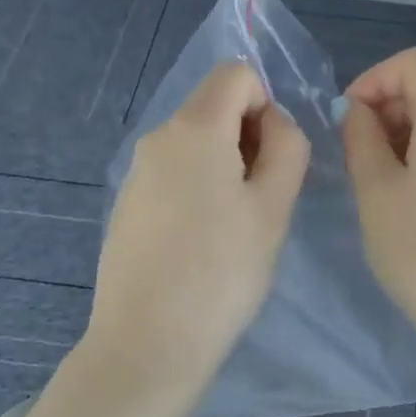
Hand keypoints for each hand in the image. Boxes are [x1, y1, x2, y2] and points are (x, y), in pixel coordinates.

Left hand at [86, 62, 309, 407]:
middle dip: (249, 139)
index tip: (273, 160)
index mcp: (193, 128)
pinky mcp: (128, 206)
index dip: (267, 104)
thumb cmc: (222, 272)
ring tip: (235, 229)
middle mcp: (157, 138)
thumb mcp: (273, 207)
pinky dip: (199, 190)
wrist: (148, 343)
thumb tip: (273, 124)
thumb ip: (286, 147)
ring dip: (227, 168)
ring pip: (196, 144)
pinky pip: (175, 175)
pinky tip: (202, 244)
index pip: (236, 73)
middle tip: (262, 202)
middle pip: (215, 107)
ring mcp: (136, 173)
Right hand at [341, 48, 415, 354]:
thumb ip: (361, 138)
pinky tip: (413, 205)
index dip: (372, 79)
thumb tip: (360, 113)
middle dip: (386, 109)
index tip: (347, 121)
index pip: (413, 62)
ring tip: (379, 185)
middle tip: (356, 156)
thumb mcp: (376, 190)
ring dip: (404, 138)